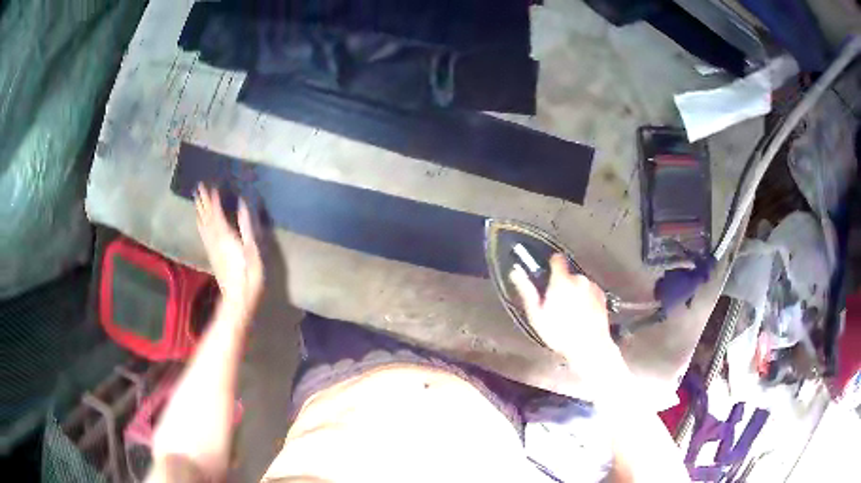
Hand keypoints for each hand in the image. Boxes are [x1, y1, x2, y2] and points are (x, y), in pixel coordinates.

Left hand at [195, 184, 263, 316]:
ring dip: (199, 210)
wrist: (237, 300)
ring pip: (202, 224)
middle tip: (198, 186)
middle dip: (202, 201)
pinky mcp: (212, 255)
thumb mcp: (253, 250)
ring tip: (196, 199)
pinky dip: (200, 223)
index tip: (211, 184)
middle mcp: (214, 239)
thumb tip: (242, 203)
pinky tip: (199, 221)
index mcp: (225, 235)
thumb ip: (246, 225)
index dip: (213, 198)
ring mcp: (211, 248)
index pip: (216, 211)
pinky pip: (203, 234)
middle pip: (206, 216)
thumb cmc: (249, 276)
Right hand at [510, 254, 627, 395]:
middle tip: (554, 304)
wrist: (588, 346)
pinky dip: (585, 300)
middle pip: (567, 275)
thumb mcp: (537, 314)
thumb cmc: (562, 334)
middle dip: (561, 286)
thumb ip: (526, 290)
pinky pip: (590, 292)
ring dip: (574, 293)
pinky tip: (579, 316)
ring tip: (568, 314)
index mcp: (561, 281)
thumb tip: (516, 273)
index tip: (547, 272)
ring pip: (579, 284)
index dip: (550, 264)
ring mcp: (592, 288)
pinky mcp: (601, 296)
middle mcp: (578, 280)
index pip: (556, 259)